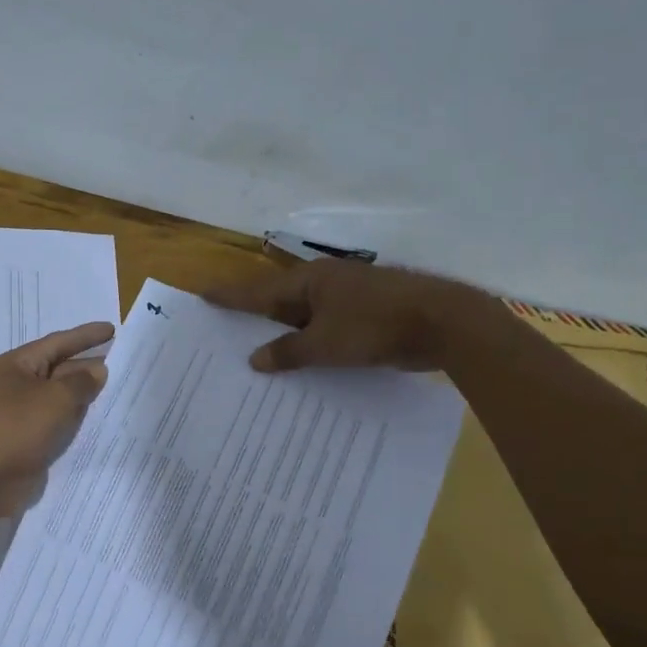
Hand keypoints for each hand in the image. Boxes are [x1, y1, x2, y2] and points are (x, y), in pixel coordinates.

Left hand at [0, 321, 113, 518]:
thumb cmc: (16, 429)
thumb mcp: (55, 398)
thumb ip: (81, 381)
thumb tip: (97, 370)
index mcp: (15, 365)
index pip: (56, 343)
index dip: (85, 336)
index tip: (112, 329)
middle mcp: (16, 385)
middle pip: (58, 368)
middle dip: (88, 365)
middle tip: (122, 360)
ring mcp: (21, 414)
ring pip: (59, 397)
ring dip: (84, 393)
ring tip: (117, 387)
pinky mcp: (28, 439)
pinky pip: (57, 422)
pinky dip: (76, 418)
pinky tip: (99, 418)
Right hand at [203, 261, 469, 372]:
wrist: (443, 323)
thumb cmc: (375, 326)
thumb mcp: (325, 345)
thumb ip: (288, 352)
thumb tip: (255, 359)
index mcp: (309, 282)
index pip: (258, 291)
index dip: (230, 297)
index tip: (203, 295)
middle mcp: (325, 285)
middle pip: (280, 303)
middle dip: (255, 319)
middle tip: (225, 333)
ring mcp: (348, 299)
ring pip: (305, 319)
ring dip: (285, 336)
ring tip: (258, 357)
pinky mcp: (367, 317)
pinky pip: (327, 330)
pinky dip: (311, 345)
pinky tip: (303, 364)